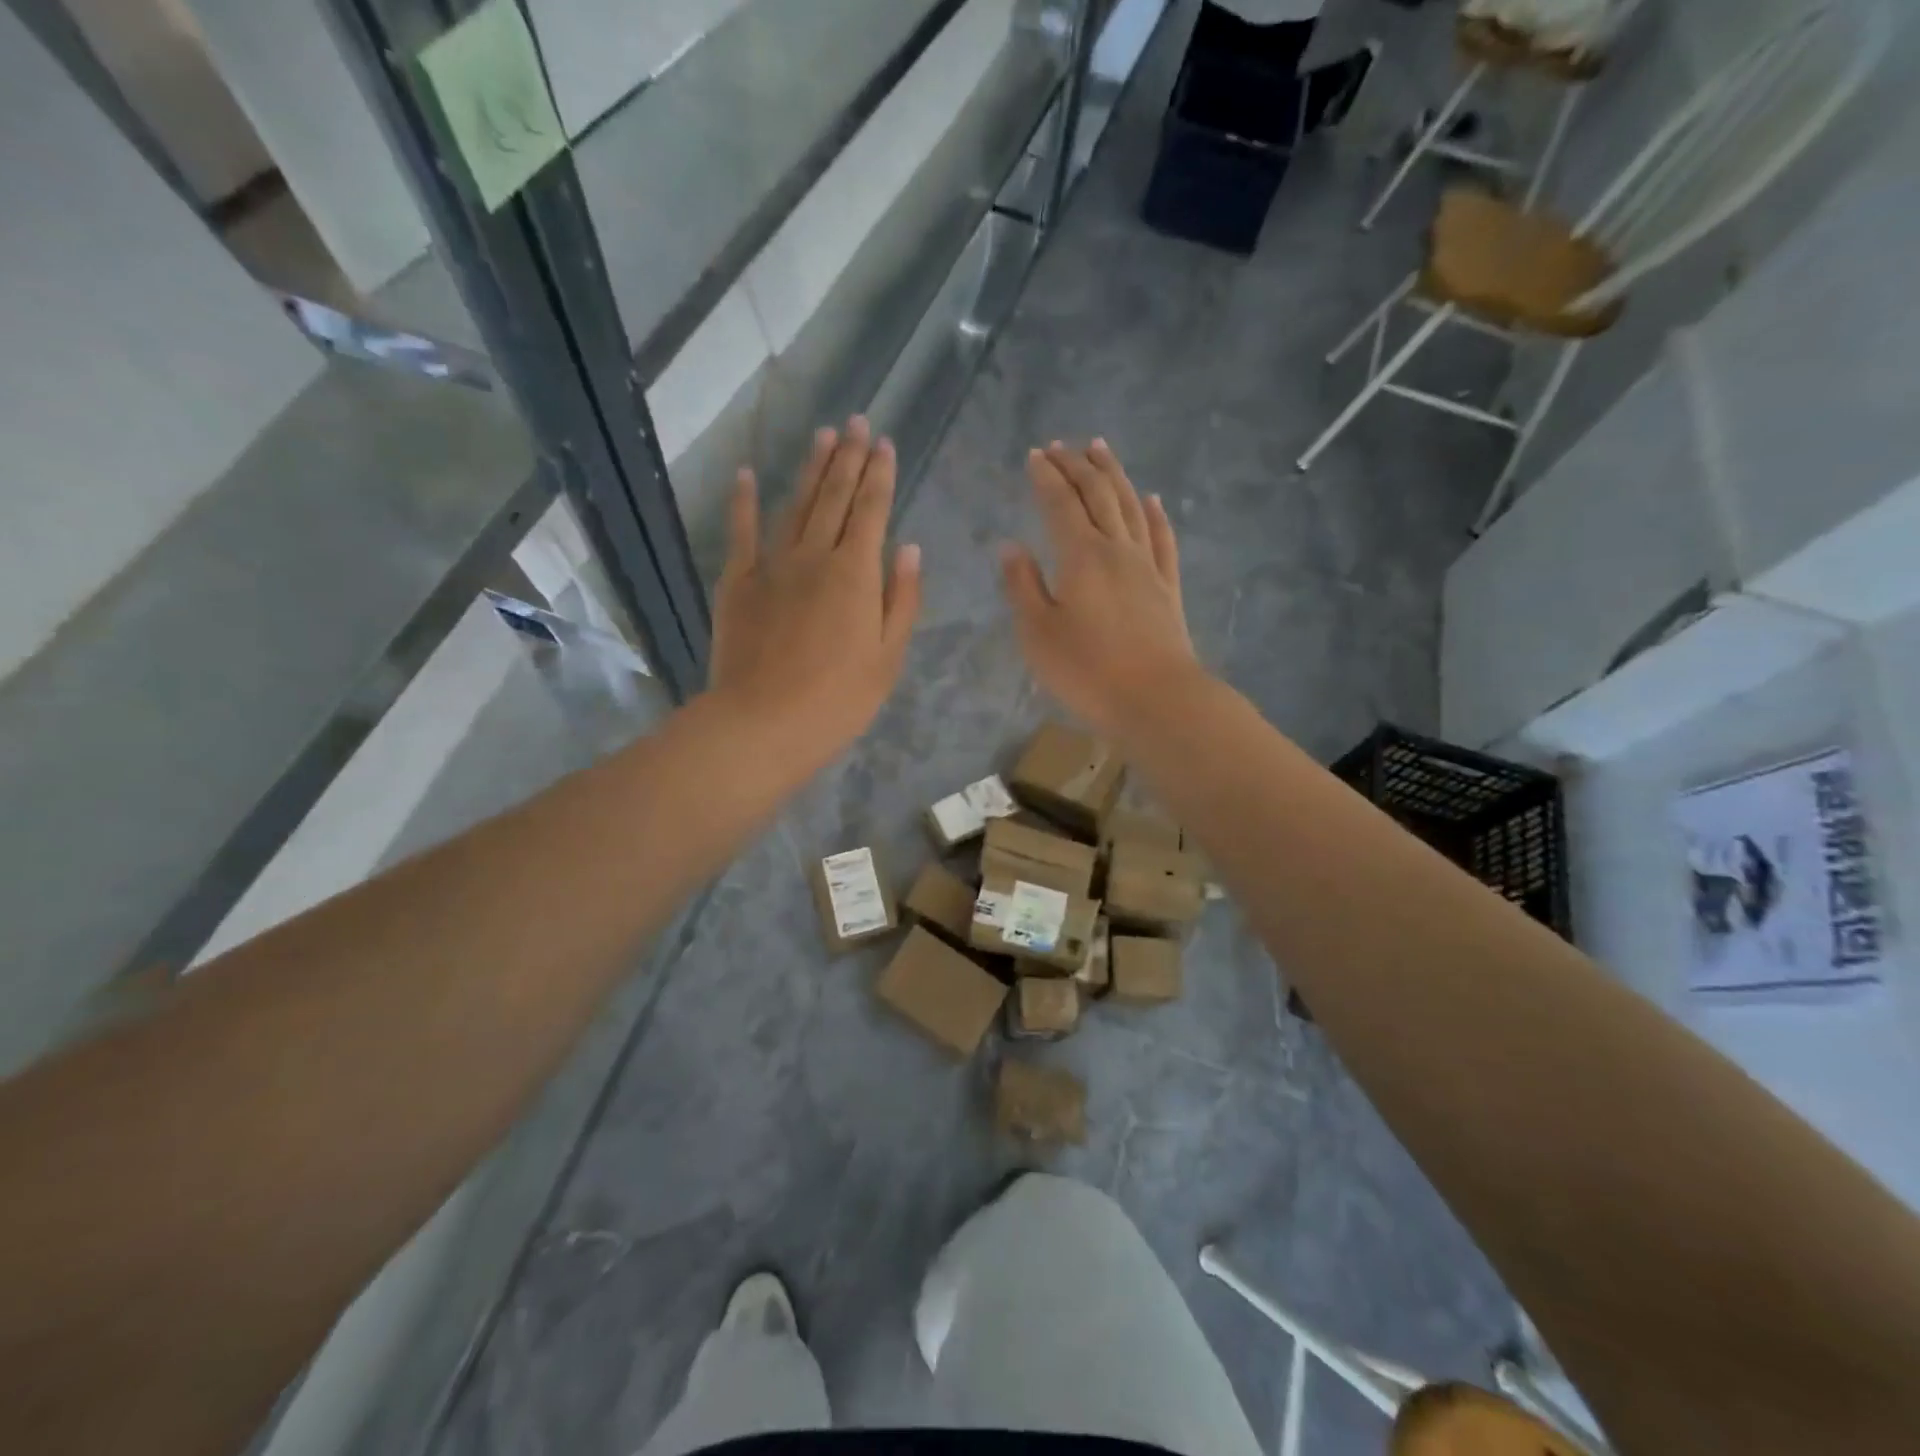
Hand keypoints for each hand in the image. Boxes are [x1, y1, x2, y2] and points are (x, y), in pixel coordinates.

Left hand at [709, 416, 921, 762]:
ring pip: (796, 505)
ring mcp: (772, 565)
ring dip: (811, 469)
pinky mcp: (737, 582)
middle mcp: (814, 556)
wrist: (763, 723)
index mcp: (856, 574)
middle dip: (849, 457)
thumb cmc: (838, 700)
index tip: (885, 444)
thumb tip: (909, 548)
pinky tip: (748, 474)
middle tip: (857, 422)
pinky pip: (741, 532)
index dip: (880, 475)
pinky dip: (744, 501)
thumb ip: (901, 600)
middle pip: (835, 497)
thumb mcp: (887, 658)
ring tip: (823, 436)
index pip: (872, 510)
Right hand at [1000, 440, 1198, 736]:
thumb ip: (1022, 586)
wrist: (1157, 700)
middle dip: (1077, 466)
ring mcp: (1147, 566)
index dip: (1046, 477)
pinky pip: (1162, 539)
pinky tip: (1152, 499)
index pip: (1060, 504)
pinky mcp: (1167, 587)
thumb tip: (1010, 546)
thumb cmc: (1087, 671)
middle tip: (1061, 446)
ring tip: (1101, 449)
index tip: (1035, 455)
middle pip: (1099, 494)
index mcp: (1081, 556)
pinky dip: (1155, 514)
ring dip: (1114, 474)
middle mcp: (1117, 549)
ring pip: (1131, 506)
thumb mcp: (1037, 633)